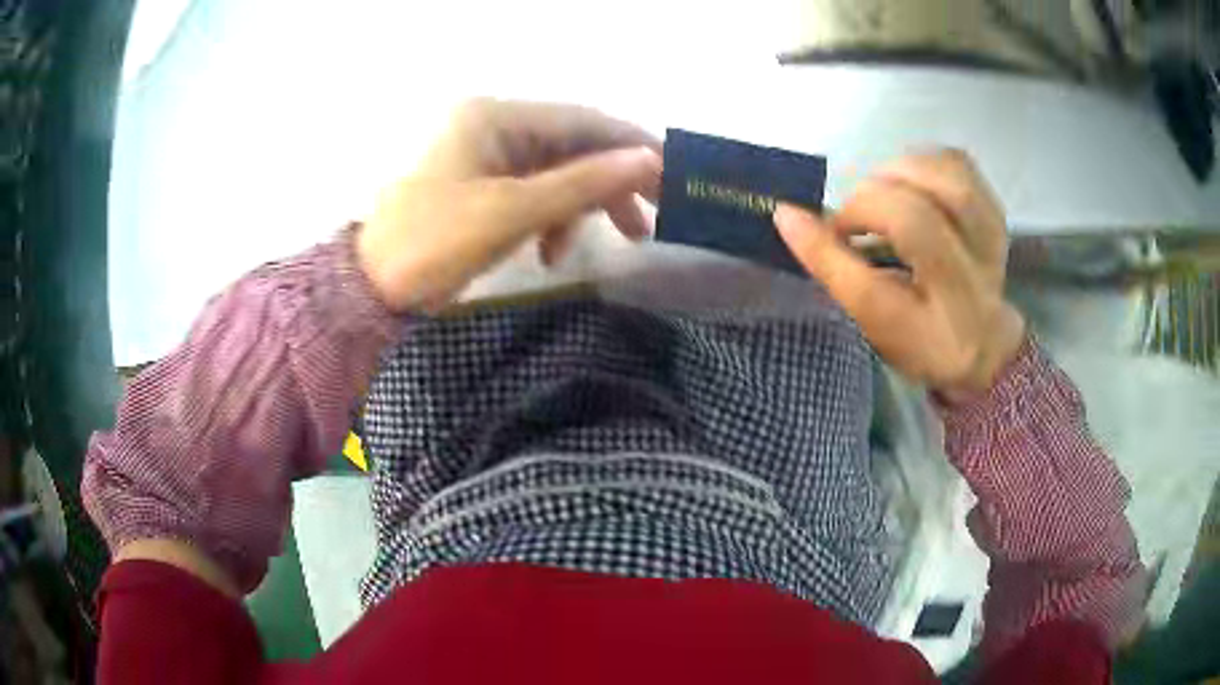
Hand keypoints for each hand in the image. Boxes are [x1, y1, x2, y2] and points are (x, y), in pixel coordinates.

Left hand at [357, 99, 661, 311]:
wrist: (372, 290)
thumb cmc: (434, 243)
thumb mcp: (512, 212)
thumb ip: (583, 182)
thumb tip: (647, 159)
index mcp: (496, 117)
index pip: (582, 121)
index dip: (632, 145)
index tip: (674, 173)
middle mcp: (495, 127)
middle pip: (574, 146)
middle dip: (615, 181)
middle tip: (657, 215)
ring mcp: (488, 158)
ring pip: (559, 173)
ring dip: (587, 205)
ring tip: (625, 239)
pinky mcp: (484, 188)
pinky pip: (535, 194)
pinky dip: (553, 220)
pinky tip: (554, 253)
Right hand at [774, 150, 1025, 397]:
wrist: (984, 339)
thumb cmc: (920, 335)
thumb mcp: (873, 320)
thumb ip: (834, 269)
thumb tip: (789, 214)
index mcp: (934, 333)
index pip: (875, 291)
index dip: (828, 249)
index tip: (790, 215)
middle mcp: (970, 290)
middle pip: (917, 223)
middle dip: (868, 204)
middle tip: (853, 216)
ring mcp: (990, 244)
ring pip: (948, 184)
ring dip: (898, 173)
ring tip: (882, 190)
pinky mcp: (995, 212)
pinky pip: (959, 164)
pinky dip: (924, 159)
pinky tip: (908, 177)